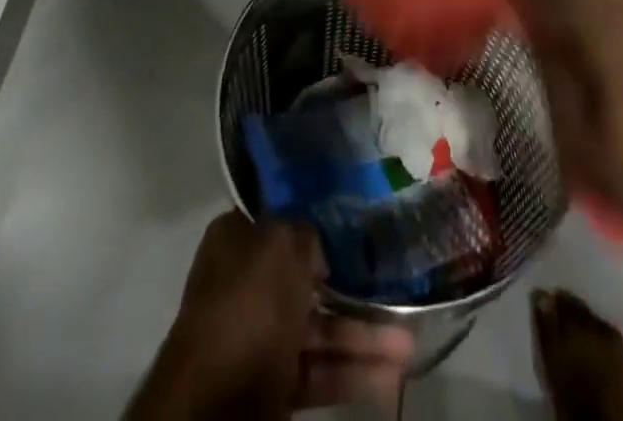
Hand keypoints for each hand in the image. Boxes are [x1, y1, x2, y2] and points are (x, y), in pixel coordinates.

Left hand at [129, 211, 414, 418]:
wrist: (214, 405)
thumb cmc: (247, 307)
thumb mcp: (280, 246)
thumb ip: (305, 235)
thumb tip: (318, 247)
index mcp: (238, 240)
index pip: (282, 220)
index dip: (318, 221)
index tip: (357, 223)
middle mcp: (246, 283)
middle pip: (308, 278)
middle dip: (353, 287)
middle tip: (395, 286)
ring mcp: (259, 337)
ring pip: (320, 329)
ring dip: (364, 336)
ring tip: (409, 344)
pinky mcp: (271, 386)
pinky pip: (319, 372)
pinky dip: (352, 374)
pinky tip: (390, 376)